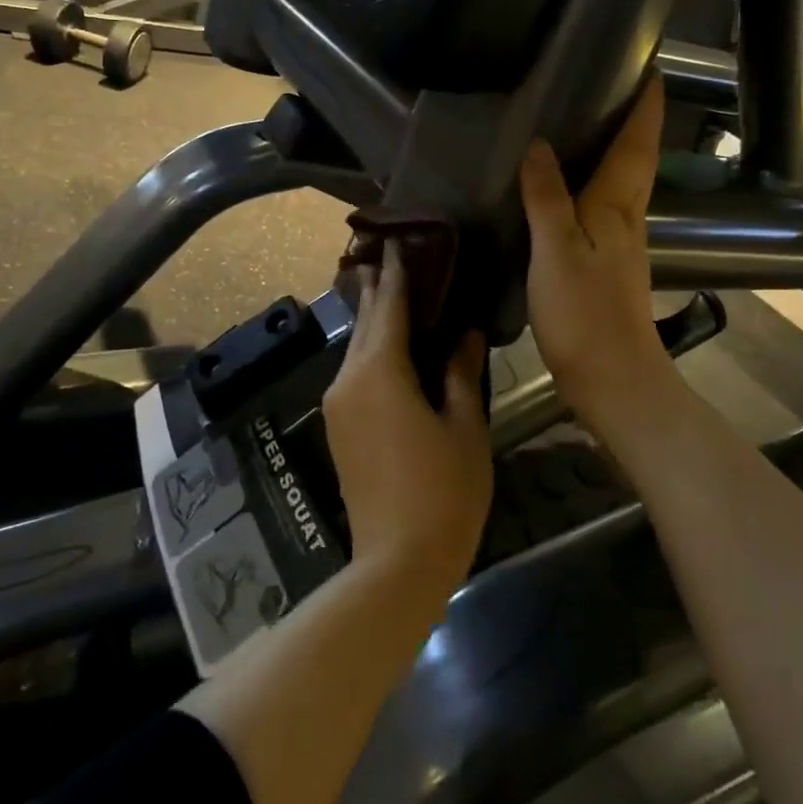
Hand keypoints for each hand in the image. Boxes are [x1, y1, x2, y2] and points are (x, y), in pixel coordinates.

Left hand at [321, 241, 493, 584]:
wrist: (396, 561)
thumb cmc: (443, 492)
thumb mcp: (464, 427)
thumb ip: (459, 373)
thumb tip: (464, 333)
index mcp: (380, 373)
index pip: (388, 308)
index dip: (397, 274)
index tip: (400, 242)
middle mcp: (349, 380)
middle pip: (364, 323)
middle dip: (376, 288)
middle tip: (389, 254)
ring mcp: (338, 404)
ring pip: (356, 348)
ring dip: (372, 320)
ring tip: (389, 291)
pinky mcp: (339, 427)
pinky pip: (354, 373)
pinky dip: (371, 350)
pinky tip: (387, 346)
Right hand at [520, 74, 686, 447]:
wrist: (611, 377)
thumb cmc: (585, 313)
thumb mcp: (556, 250)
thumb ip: (546, 197)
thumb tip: (539, 144)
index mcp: (618, 205)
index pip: (638, 142)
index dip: (647, 104)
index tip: (652, 65)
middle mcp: (626, 216)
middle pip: (636, 157)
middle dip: (634, 119)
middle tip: (614, 82)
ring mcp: (619, 242)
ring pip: (621, 181)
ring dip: (615, 147)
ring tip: (589, 120)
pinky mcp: (605, 263)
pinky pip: (602, 206)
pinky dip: (592, 181)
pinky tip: (568, 184)